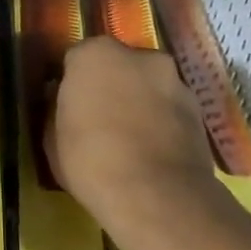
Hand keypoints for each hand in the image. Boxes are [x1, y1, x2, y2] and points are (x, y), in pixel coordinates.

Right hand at [48, 37, 222, 249]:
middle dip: (110, 85)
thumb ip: (56, 108)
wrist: (157, 195)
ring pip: (147, 85)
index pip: (76, 59)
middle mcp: (139, 56)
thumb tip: (61, 99)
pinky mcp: (199, 108)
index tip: (68, 106)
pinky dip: (162, 121)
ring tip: (131, 140)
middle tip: (100, 120)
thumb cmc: (91, 160)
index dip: (71, 83)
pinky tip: (153, 151)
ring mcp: (174, 79)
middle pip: (118, 65)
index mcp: (95, 54)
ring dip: (139, 101)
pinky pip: (169, 108)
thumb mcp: (51, 137)